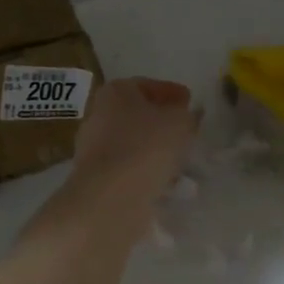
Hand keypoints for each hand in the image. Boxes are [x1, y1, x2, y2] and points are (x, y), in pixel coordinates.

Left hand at [70, 77, 197, 202]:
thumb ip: (188, 115)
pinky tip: (166, 183)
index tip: (190, 103)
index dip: (172, 93)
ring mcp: (94, 148)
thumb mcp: (180, 122)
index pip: (147, 85)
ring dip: (155, 151)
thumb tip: (187, 116)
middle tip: (187, 133)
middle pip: (138, 115)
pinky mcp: (96, 178)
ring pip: (134, 144)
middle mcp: (99, 115)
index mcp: (115, 92)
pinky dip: (146, 172)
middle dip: (162, 123)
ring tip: (181, 162)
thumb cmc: (146, 147)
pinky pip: (128, 169)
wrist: (110, 198)